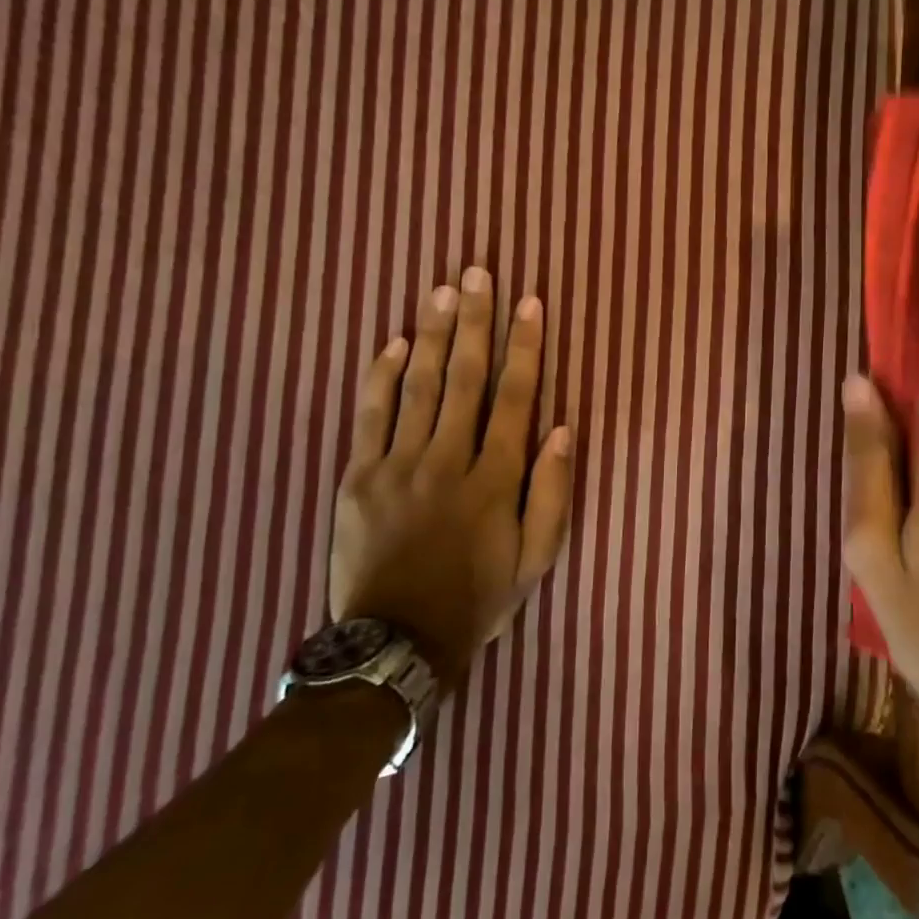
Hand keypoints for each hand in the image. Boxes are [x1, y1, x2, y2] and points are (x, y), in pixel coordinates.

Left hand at [329, 269, 573, 687]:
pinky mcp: (358, 478)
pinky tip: (392, 342)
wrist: (395, 644)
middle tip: (476, 274)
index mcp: (494, 479)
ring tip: (441, 291)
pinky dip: (380, 377)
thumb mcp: (535, 557)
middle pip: (465, 378)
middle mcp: (447, 460)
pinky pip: (369, 417)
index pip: (515, 398)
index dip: (525, 347)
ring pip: (418, 387)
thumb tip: (560, 429)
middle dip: (474, 322)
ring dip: (432, 335)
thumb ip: (551, 492)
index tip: (529, 304)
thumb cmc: (477, 598)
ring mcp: (397, 466)